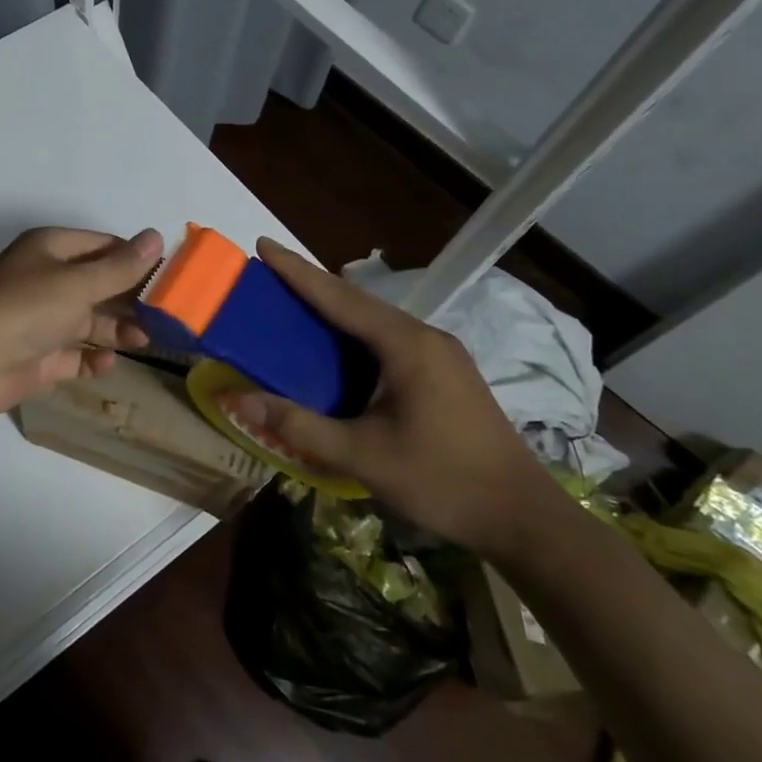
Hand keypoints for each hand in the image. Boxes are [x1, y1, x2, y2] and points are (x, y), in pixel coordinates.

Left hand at [0, 226, 164, 421]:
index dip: (137, 259)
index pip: (104, 246)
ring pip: (90, 321)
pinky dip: (93, 358)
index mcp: (52, 250)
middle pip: (100, 285)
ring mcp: (43, 320)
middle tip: (169, 315)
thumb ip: (120, 267)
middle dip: (131, 299)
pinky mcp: (39, 356)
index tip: (172, 277)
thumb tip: (155, 237)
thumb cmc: (24, 310)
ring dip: (118, 330)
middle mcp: (48, 280)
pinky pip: (75, 355)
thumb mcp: (77, 284)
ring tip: (147, 340)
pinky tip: (109, 363)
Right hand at [217, 239, 562, 557]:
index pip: (339, 298)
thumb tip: (239, 400)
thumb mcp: (363, 456)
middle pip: (357, 301)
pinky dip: (354, 334)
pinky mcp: (445, 372)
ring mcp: (441, 353)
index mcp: (406, 345)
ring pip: (375, 319)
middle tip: (268, 275)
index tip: (263, 244)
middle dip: (311, 285)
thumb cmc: (442, 481)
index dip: (297, 271)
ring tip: (292, 305)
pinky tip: (335, 348)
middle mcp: (425, 337)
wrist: (522, 518)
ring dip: (333, 310)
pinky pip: (389, 338)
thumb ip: (299, 426)